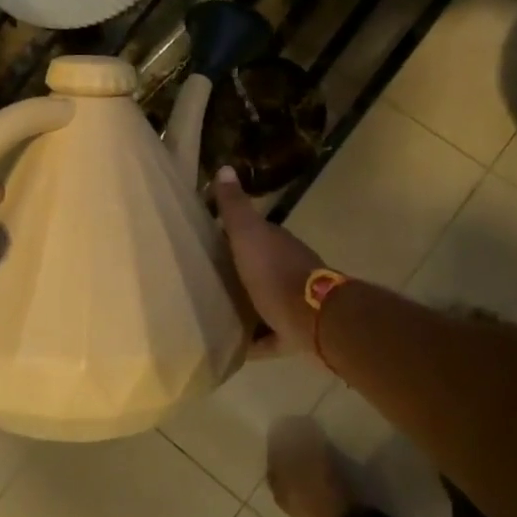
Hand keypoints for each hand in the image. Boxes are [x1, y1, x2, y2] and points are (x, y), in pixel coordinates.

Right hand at [213, 166, 323, 355]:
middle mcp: (288, 270)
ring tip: (214, 314)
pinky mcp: (293, 333)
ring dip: (246, 307)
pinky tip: (232, 348)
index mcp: (276, 244)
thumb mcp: (248, 235)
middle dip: (237, 273)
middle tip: (204, 281)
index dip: (232, 235)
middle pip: (259, 269)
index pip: (253, 234)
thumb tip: (225, 167)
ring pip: (265, 302)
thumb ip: (235, 207)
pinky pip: (269, 338)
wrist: (312, 317)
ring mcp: (293, 303)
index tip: (206, 242)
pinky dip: (255, 341)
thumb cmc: (275, 272)